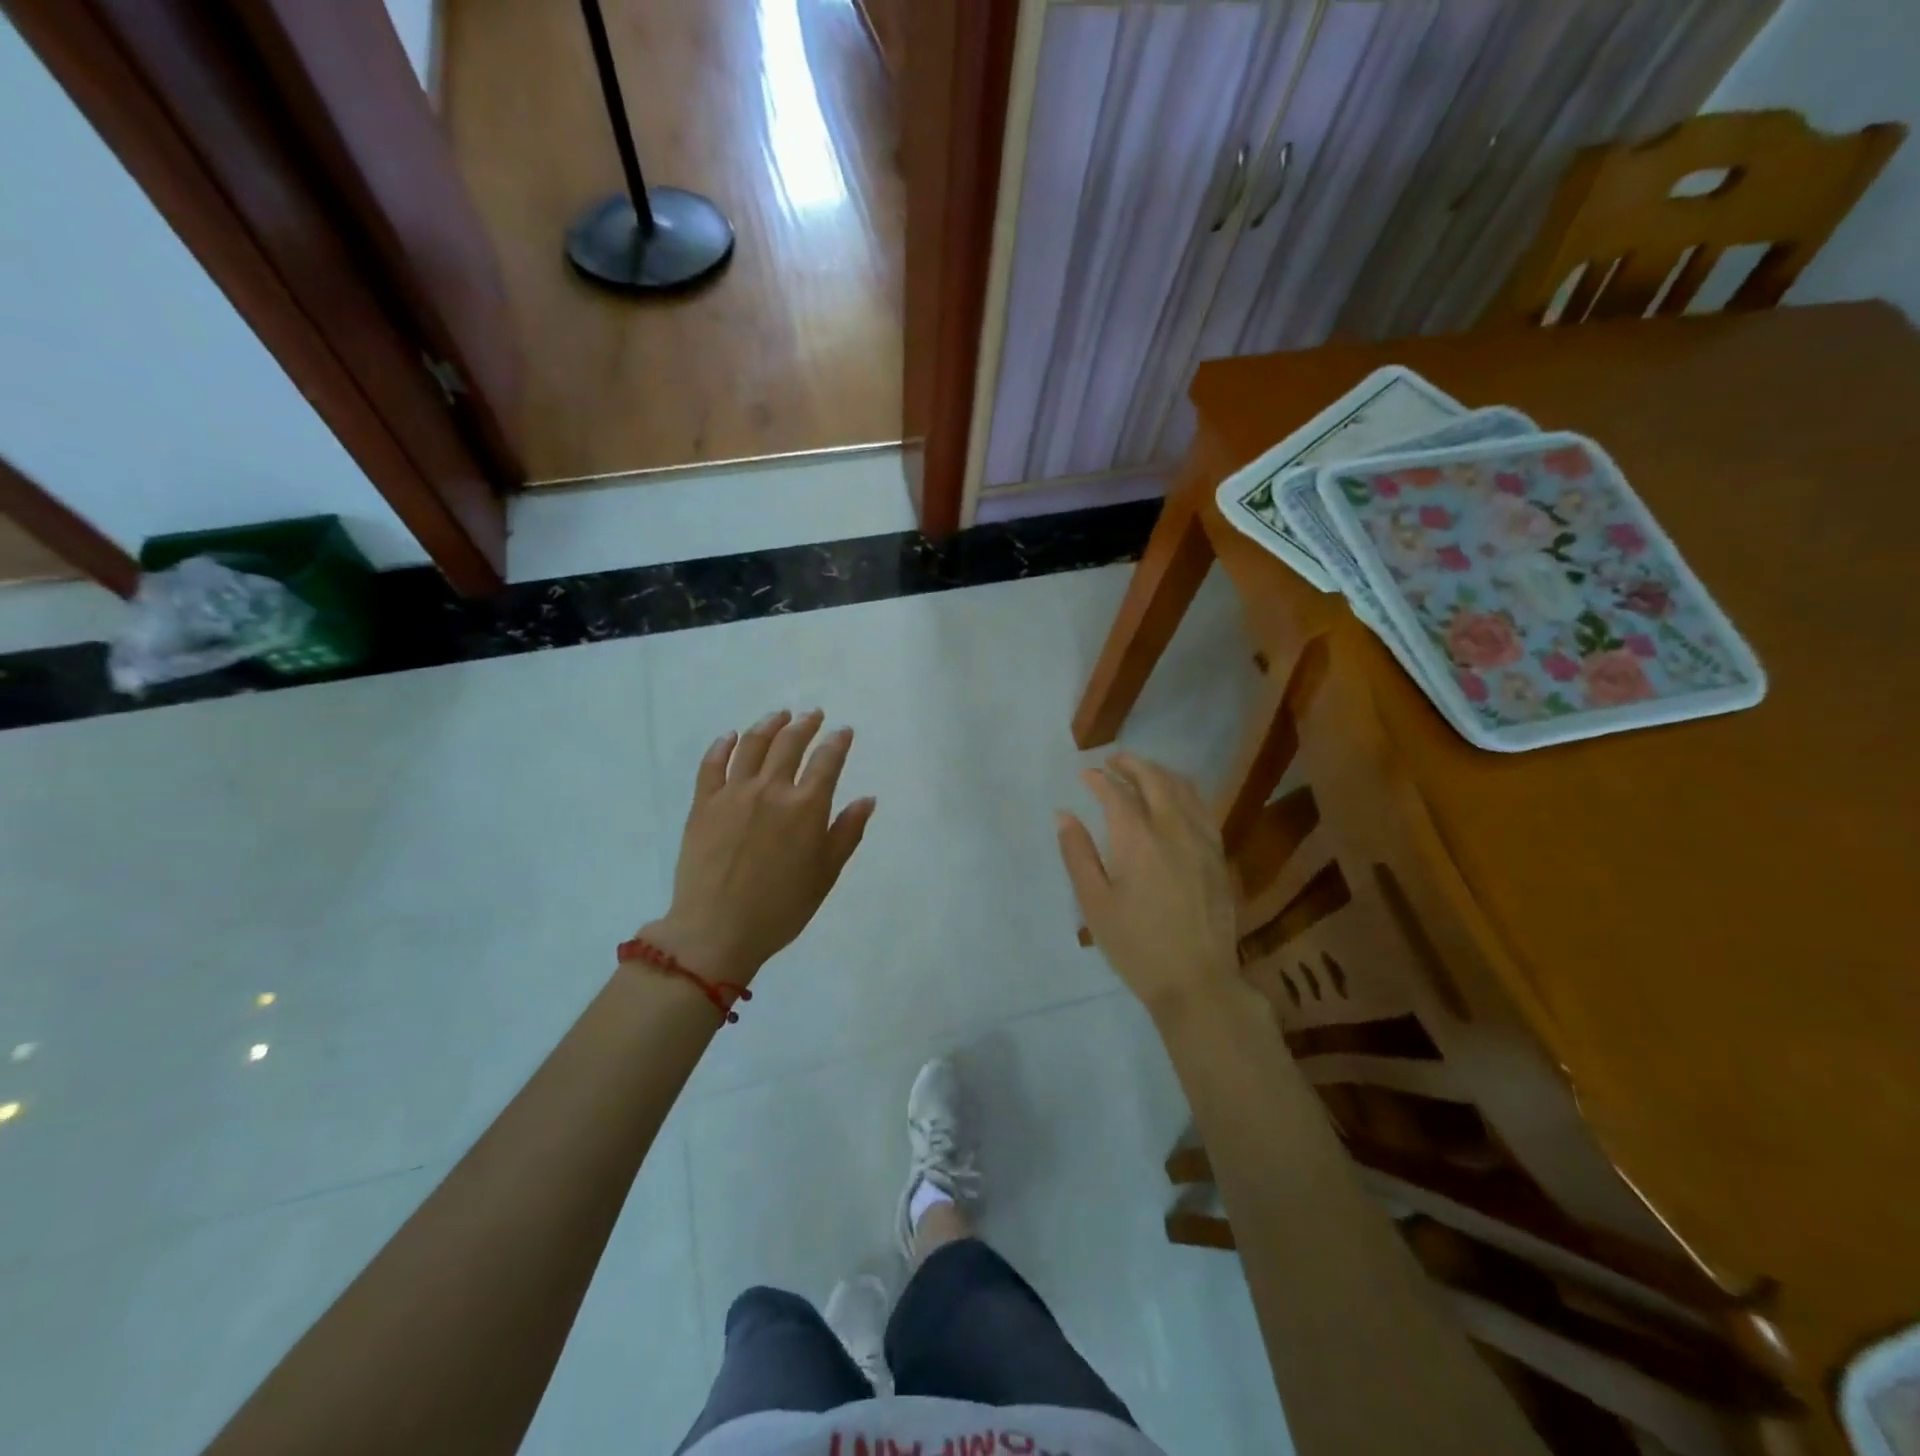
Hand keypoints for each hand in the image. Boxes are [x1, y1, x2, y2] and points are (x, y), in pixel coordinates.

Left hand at [644, 709, 875, 983]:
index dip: (837, 742)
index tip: (843, 731)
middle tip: (813, 715)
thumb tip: (867, 799)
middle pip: (789, 744)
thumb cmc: (781, 908)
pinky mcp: (703, 804)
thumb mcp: (826, 874)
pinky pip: (712, 765)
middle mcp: (771, 789)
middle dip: (805, 725)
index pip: (827, 761)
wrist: (716, 929)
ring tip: (779, 716)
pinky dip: (722, 746)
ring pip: (752, 745)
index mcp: (805, 807)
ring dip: (769, 725)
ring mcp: (733, 793)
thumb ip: (847, 832)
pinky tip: (730, 737)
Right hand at [1056, 753, 1241, 1016]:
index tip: (1085, 774)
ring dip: (1159, 772)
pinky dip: (1183, 791)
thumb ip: (1078, 854)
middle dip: (1131, 764)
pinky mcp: (1219, 855)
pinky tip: (1175, 799)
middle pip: (1154, 779)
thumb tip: (1064, 815)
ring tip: (1141, 771)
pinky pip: (1202, 807)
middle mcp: (1173, 829)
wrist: (1197, 981)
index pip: (1116, 793)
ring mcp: (1202, 840)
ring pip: (1184, 788)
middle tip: (1112, 760)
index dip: (1099, 779)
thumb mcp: (1094, 903)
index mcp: (1138, 840)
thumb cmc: (1136, 945)